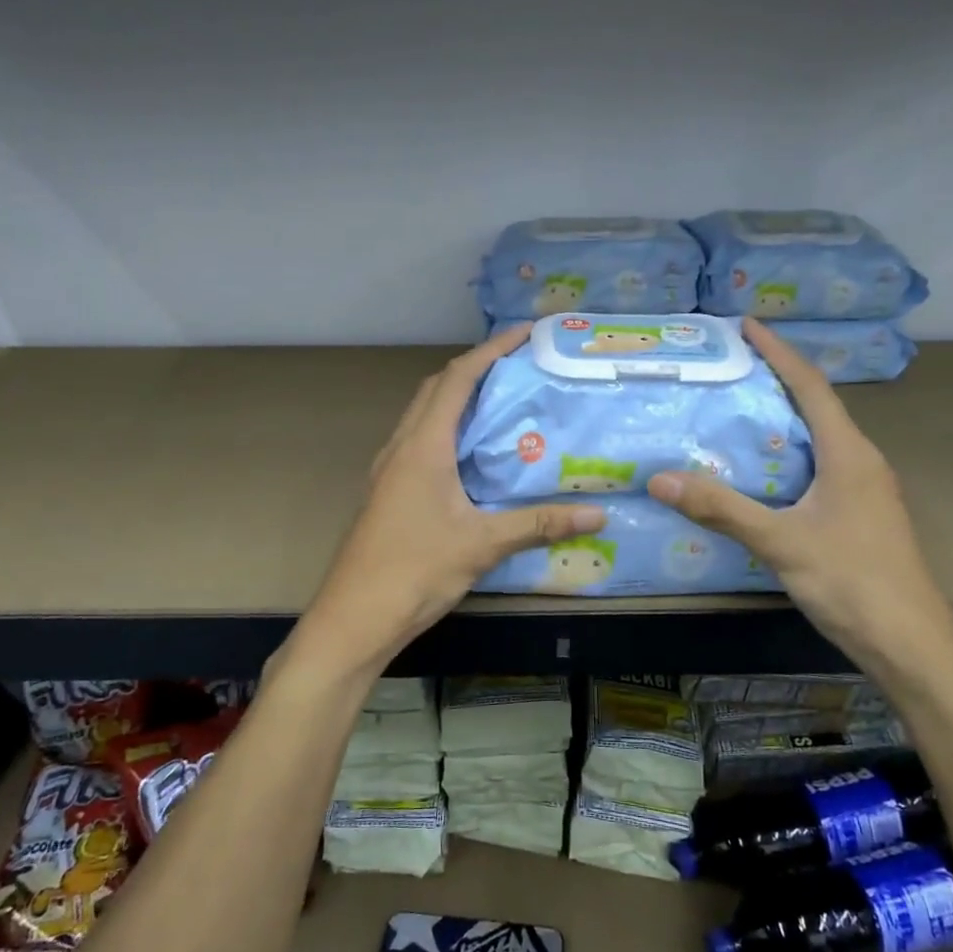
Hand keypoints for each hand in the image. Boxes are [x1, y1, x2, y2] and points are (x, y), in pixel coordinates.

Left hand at [297, 327, 606, 670]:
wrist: (355, 616)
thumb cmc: (415, 571)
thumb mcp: (482, 544)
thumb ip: (539, 524)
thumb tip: (597, 514)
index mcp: (423, 446)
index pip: (457, 379)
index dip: (491, 350)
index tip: (524, 334)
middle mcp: (401, 446)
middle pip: (436, 388)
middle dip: (475, 367)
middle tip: (518, 367)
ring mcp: (389, 469)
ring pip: (423, 414)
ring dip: (458, 397)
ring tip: (501, 402)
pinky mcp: (387, 490)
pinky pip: (419, 441)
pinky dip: (447, 429)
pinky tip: (472, 454)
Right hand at [648, 319, 952, 673]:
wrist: (911, 645)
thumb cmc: (852, 582)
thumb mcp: (781, 542)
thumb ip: (722, 509)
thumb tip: (660, 478)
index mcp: (849, 454)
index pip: (811, 386)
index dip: (779, 352)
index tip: (747, 326)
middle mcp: (862, 462)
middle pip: (816, 408)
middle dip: (776, 382)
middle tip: (730, 370)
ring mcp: (865, 491)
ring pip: (819, 441)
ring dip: (782, 421)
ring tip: (736, 413)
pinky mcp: (860, 517)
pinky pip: (819, 469)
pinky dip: (787, 457)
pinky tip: (760, 474)